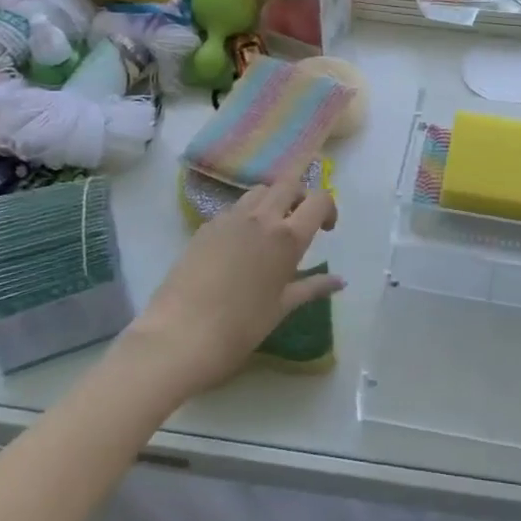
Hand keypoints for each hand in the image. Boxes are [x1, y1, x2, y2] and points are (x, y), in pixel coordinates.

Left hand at [130, 172, 341, 397]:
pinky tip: (239, 246)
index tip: (326, 230)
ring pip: (259, 191)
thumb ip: (313, 287)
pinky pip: (233, 208)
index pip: (319, 200)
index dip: (328, 208)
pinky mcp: (205, 227)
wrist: (179, 336)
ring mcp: (229, 219)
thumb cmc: (240, 327)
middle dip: (300, 196)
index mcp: (287, 237)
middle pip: (289, 184)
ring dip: (272, 200)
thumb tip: (340, 281)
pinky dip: (246, 215)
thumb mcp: (282, 307)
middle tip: (300, 222)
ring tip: (270, 230)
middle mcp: (261, 218)